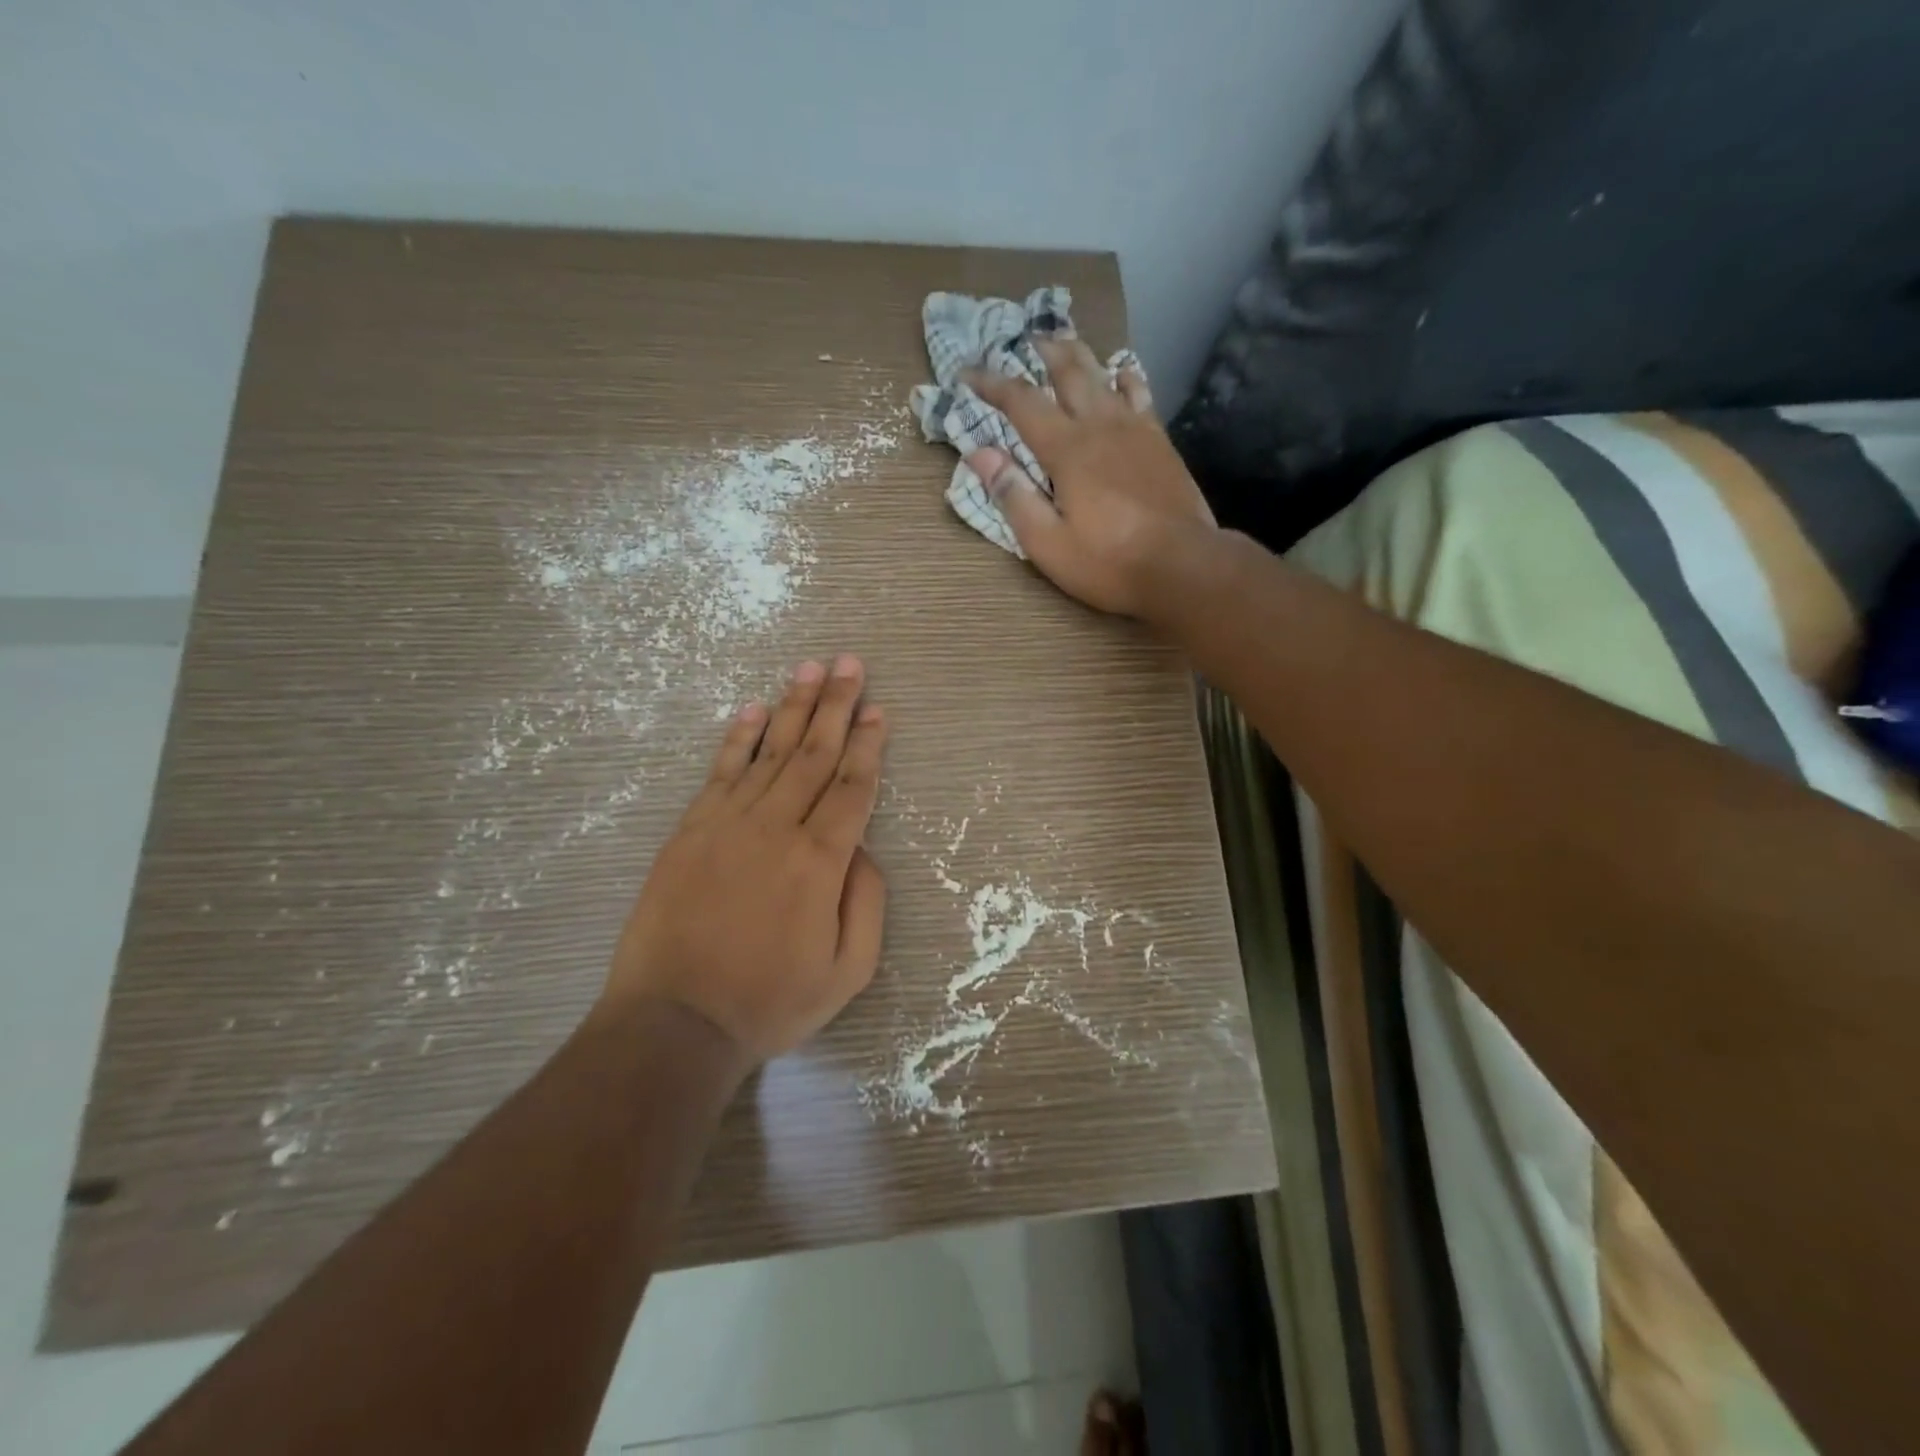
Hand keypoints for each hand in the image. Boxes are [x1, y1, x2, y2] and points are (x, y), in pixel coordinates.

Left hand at [605, 656, 888, 1063]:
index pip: (851, 787)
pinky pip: (720, 772)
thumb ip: (866, 902)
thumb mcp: (847, 970)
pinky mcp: (690, 831)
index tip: (879, 710)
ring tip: (810, 668)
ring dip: (793, 707)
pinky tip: (753, 709)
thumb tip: (862, 849)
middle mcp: (776, 828)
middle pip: (814, 754)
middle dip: (837, 706)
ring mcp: (727, 824)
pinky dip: (739, 737)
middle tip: (850, 664)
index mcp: (819, 861)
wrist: (674, 1023)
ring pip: (770, 752)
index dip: (869, 745)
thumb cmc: (769, 1001)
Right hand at [962, 337, 1216, 615]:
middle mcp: (1100, 426)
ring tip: (1067, 342)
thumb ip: (1013, 497)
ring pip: (1104, 376)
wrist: (1183, 565)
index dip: (992, 384)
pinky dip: (1125, 377)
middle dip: (1043, 352)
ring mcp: (1136, 430)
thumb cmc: (1109, 562)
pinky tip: (1122, 373)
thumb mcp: (1048, 543)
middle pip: (1069, 373)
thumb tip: (980, 454)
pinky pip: (1140, 394)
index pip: (1021, 403)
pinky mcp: (1160, 442)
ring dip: (1081, 356)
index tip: (967, 372)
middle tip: (1025, 338)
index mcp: (1067, 450)